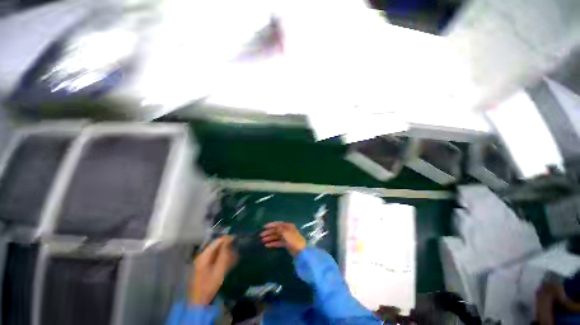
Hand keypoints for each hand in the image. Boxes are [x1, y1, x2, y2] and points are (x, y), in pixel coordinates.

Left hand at [189, 236, 237, 304]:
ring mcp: (202, 263)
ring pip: (216, 253)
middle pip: (216, 247)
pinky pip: (215, 259)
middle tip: (236, 246)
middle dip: (227, 246)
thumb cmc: (209, 285)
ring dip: (226, 252)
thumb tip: (229, 241)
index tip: (236, 238)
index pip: (217, 242)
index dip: (227, 239)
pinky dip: (222, 258)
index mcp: (204, 256)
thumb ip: (224, 254)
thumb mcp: (219, 269)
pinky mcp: (204, 268)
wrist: (199, 302)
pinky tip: (229, 262)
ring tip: (235, 255)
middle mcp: (202, 257)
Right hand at [260, 222, 305, 255]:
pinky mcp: (286, 244)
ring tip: (262, 241)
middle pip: (276, 230)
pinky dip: (273, 243)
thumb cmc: (293, 240)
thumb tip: (274, 226)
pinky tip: (267, 245)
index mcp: (288, 226)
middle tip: (261, 235)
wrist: (300, 251)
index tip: (264, 227)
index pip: (278, 224)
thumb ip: (279, 229)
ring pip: (276, 236)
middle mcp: (287, 230)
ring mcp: (286, 237)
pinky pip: (278, 242)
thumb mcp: (285, 233)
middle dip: (269, 232)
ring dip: (270, 238)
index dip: (271, 225)